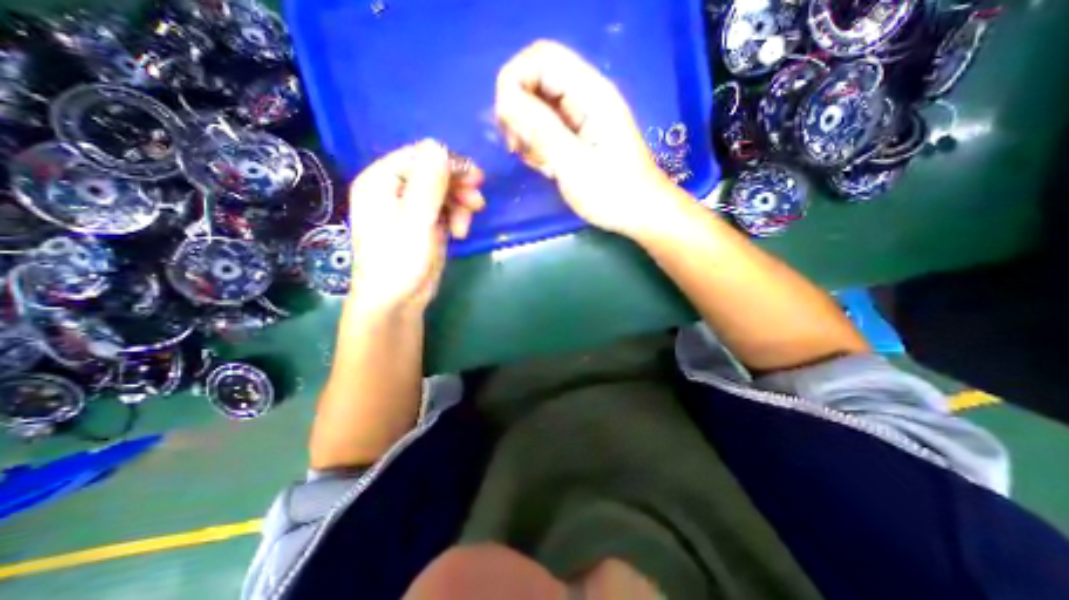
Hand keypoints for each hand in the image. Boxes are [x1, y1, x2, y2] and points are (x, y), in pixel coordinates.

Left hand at [350, 138, 487, 314]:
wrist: (396, 300)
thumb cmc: (399, 260)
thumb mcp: (416, 220)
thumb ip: (428, 183)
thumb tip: (438, 145)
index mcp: (381, 181)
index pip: (419, 156)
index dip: (449, 164)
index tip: (476, 178)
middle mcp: (394, 190)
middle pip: (433, 173)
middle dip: (458, 187)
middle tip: (478, 201)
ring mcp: (410, 208)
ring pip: (443, 192)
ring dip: (460, 205)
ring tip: (465, 226)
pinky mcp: (424, 224)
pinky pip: (445, 210)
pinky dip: (456, 218)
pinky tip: (460, 233)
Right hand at [498, 40, 678, 239]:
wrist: (640, 214)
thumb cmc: (612, 193)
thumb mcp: (573, 163)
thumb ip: (540, 129)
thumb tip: (505, 100)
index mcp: (590, 94)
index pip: (541, 58)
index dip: (514, 81)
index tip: (506, 123)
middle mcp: (585, 97)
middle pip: (537, 80)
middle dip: (518, 110)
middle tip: (518, 147)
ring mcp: (582, 117)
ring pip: (539, 107)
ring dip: (527, 132)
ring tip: (539, 163)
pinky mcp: (579, 136)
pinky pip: (548, 128)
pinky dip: (539, 145)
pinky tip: (547, 167)